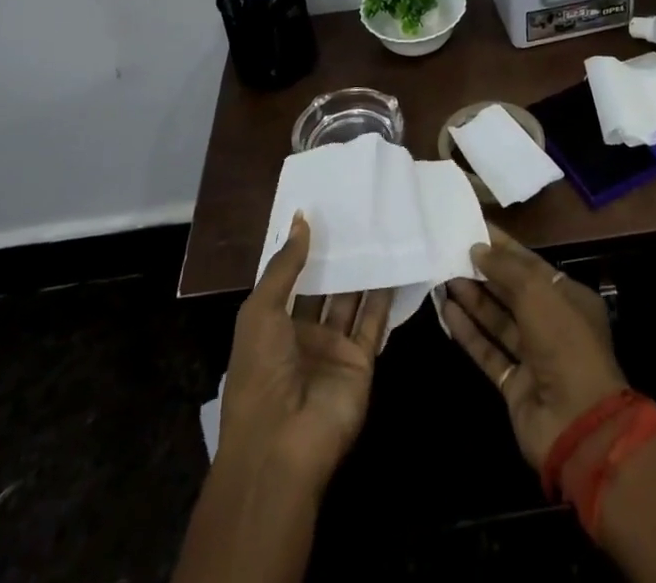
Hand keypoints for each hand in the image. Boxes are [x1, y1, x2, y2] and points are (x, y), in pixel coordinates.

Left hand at [217, 213, 391, 491]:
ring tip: (380, 230)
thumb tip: (302, 218)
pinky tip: (396, 265)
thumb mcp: (260, 311)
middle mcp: (303, 335)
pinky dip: (385, 297)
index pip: (289, 279)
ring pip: (351, 301)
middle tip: (356, 213)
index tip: (322, 210)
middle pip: (323, 288)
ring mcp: (333, 349)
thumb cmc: (260, 372)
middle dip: (337, 257)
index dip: (303, 249)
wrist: (281, 446)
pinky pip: (374, 323)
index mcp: (271, 325)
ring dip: (362, 271)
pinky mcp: (360, 362)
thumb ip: (285, 266)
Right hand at [442, 226, 628, 468]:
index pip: (531, 264)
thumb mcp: (537, 292)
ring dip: (473, 299)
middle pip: (513, 291)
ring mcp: (534, 357)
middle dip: (484, 272)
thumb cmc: (564, 342)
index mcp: (569, 297)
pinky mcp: (515, 384)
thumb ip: (506, 268)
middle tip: (451, 251)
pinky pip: (489, 350)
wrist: (577, 423)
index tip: (474, 229)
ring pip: (498, 320)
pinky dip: (469, 332)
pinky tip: (447, 311)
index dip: (503, 247)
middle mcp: (553, 324)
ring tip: (443, 276)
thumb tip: (478, 249)